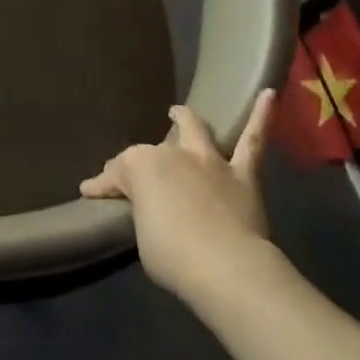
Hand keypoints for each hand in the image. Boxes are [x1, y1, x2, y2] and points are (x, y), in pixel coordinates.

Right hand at [81, 92, 274, 308]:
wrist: (225, 266)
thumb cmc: (171, 254)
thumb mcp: (141, 235)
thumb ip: (144, 214)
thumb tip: (148, 210)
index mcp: (141, 166)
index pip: (116, 173)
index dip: (102, 185)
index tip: (91, 193)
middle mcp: (174, 154)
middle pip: (154, 149)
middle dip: (146, 154)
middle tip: (141, 165)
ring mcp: (209, 161)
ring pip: (196, 130)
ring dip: (186, 119)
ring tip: (179, 112)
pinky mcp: (242, 174)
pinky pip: (253, 141)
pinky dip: (261, 116)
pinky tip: (269, 93)